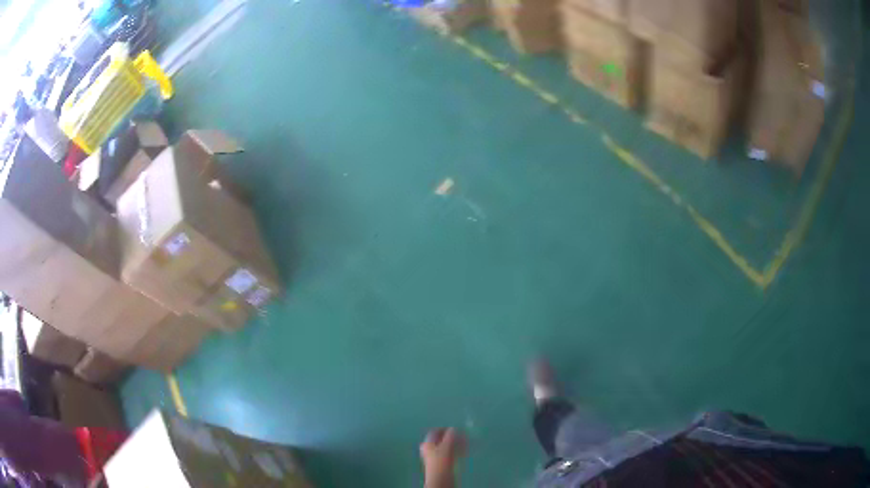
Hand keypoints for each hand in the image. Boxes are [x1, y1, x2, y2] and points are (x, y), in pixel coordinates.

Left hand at [420, 428, 466, 487]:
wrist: (441, 478)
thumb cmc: (441, 461)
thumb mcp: (446, 446)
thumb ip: (450, 436)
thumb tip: (453, 428)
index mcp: (427, 443)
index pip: (435, 432)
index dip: (444, 429)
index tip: (455, 429)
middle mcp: (429, 449)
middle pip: (442, 440)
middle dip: (453, 437)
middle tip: (463, 436)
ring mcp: (436, 457)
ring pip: (447, 447)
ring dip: (456, 444)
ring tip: (466, 443)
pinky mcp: (442, 463)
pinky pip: (450, 454)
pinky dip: (457, 451)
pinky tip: (464, 451)